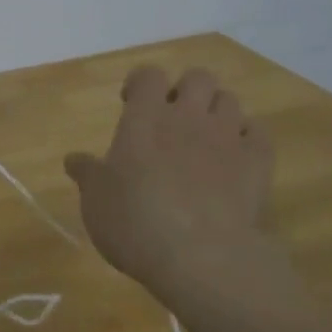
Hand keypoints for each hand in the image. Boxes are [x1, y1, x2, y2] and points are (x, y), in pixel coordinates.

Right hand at [65, 65, 297, 309]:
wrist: (201, 256)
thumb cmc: (135, 222)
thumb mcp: (96, 201)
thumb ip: (87, 174)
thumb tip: (73, 159)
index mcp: (144, 118)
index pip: (148, 75)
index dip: (141, 83)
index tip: (132, 102)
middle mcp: (188, 116)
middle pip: (198, 77)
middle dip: (187, 90)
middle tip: (174, 118)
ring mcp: (227, 136)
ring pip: (230, 99)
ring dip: (217, 112)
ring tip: (206, 138)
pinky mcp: (257, 162)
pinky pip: (258, 133)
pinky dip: (247, 138)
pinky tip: (236, 158)